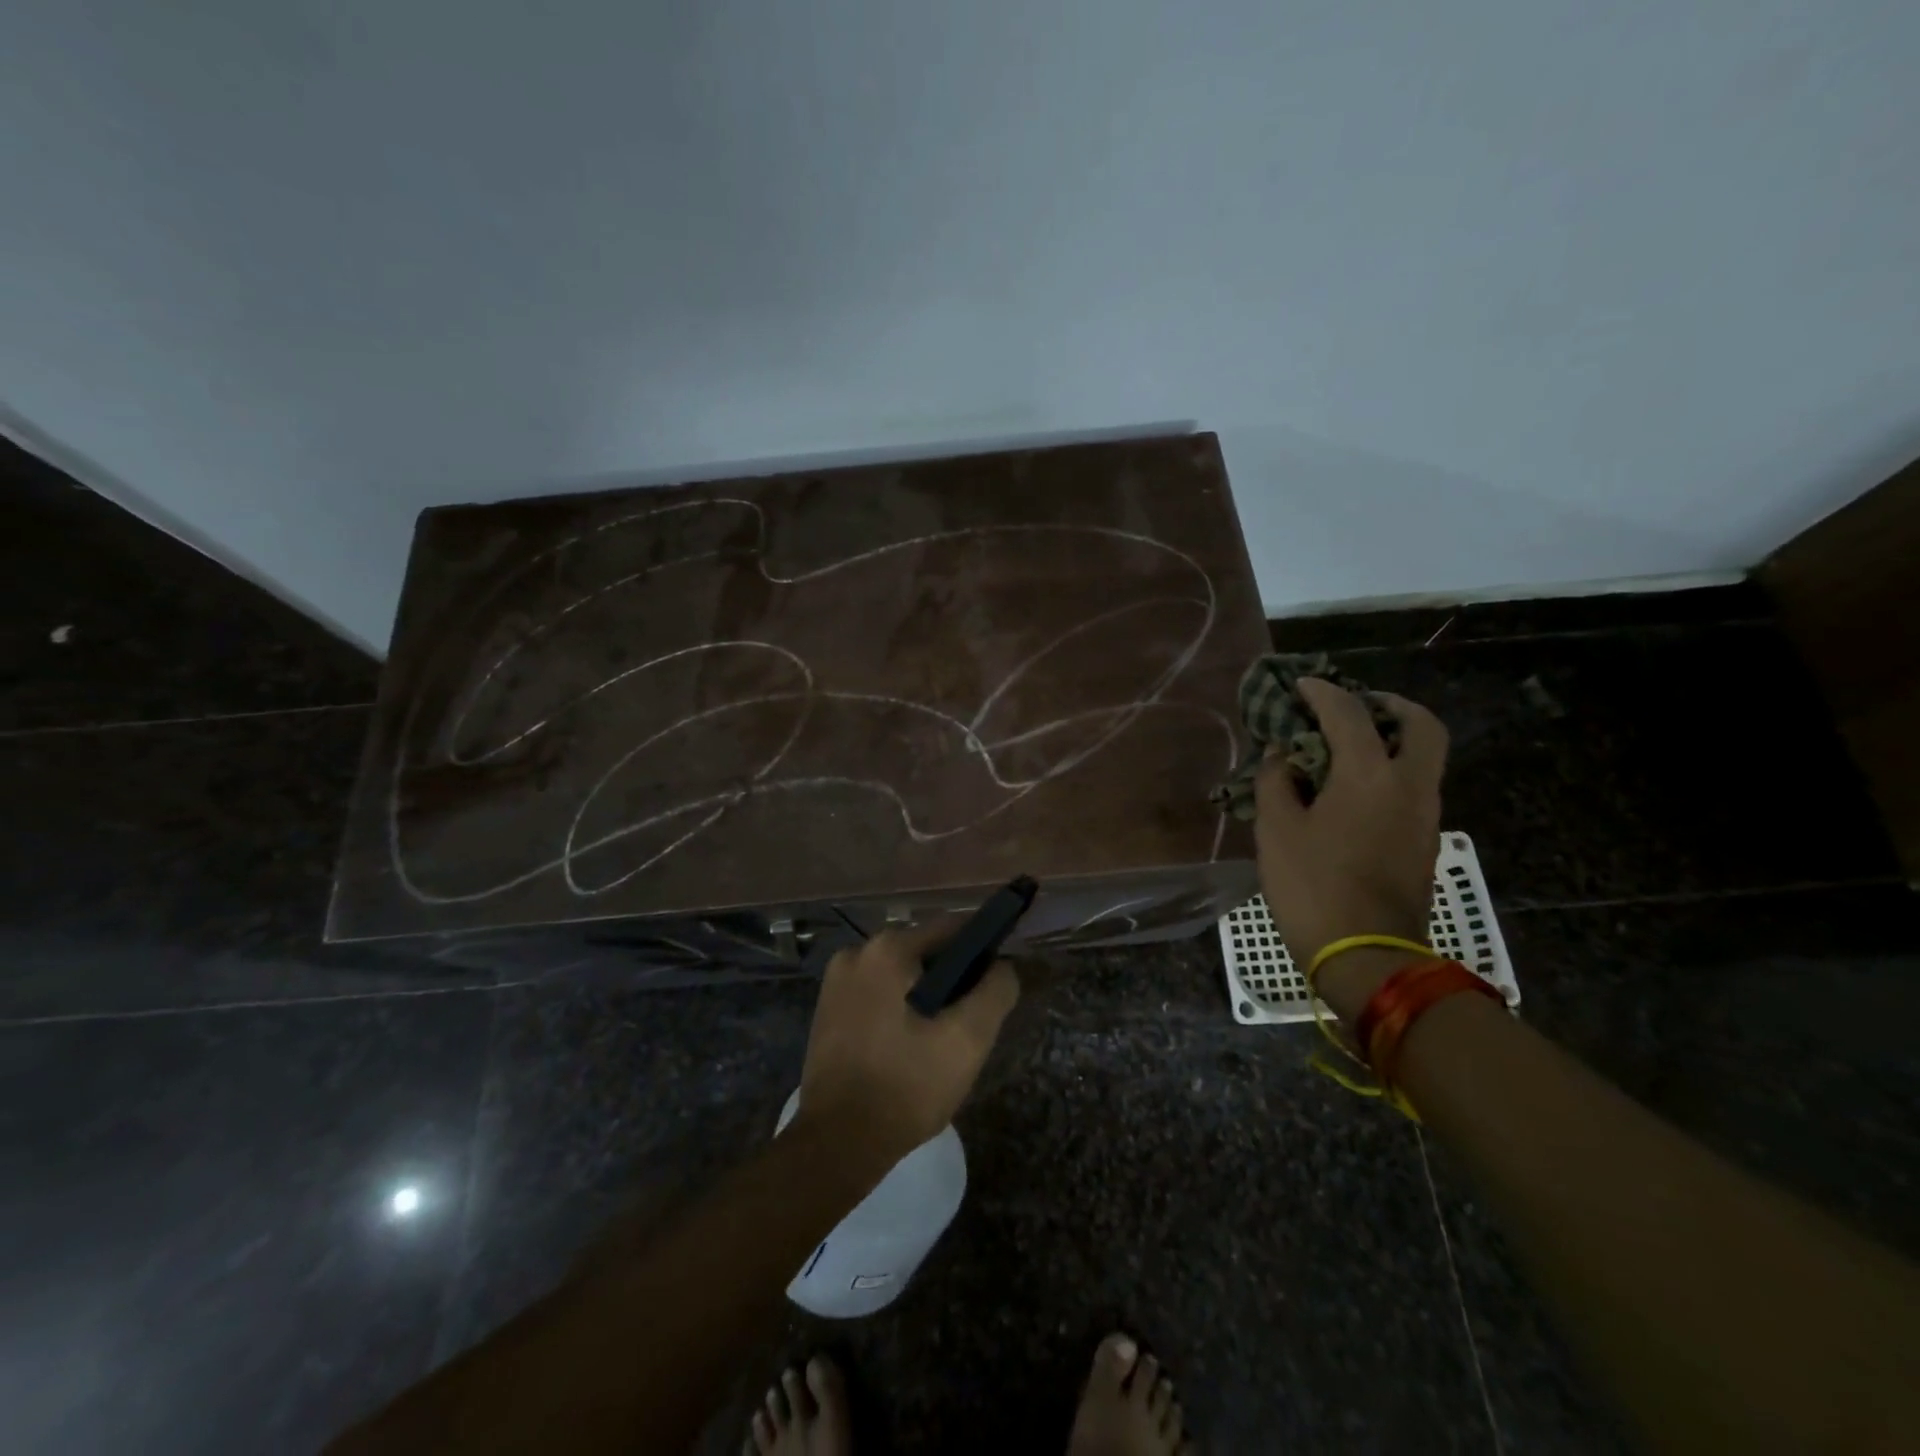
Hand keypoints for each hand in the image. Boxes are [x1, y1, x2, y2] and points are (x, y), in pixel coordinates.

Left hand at [797, 923, 1019, 1163]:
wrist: (836, 1144)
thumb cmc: (906, 1087)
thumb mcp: (967, 1040)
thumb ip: (995, 992)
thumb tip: (1004, 965)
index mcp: (887, 950)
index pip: (951, 927)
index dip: (983, 948)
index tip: (998, 980)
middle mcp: (857, 952)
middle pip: (924, 949)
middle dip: (953, 977)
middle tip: (971, 1019)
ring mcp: (836, 980)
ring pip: (901, 973)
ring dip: (926, 994)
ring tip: (942, 1038)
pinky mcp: (827, 1008)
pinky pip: (878, 992)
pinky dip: (900, 1006)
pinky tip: (910, 1044)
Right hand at [1254, 679, 1447, 1004]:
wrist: (1367, 956)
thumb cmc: (1312, 885)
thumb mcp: (1276, 829)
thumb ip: (1276, 780)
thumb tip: (1283, 755)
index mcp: (1370, 774)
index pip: (1348, 713)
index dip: (1321, 692)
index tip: (1299, 685)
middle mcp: (1409, 785)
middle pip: (1421, 725)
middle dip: (1390, 705)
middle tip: (1355, 706)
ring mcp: (1424, 816)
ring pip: (1422, 757)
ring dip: (1391, 739)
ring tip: (1346, 747)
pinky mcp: (1423, 842)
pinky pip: (1413, 787)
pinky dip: (1389, 771)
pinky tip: (1351, 789)